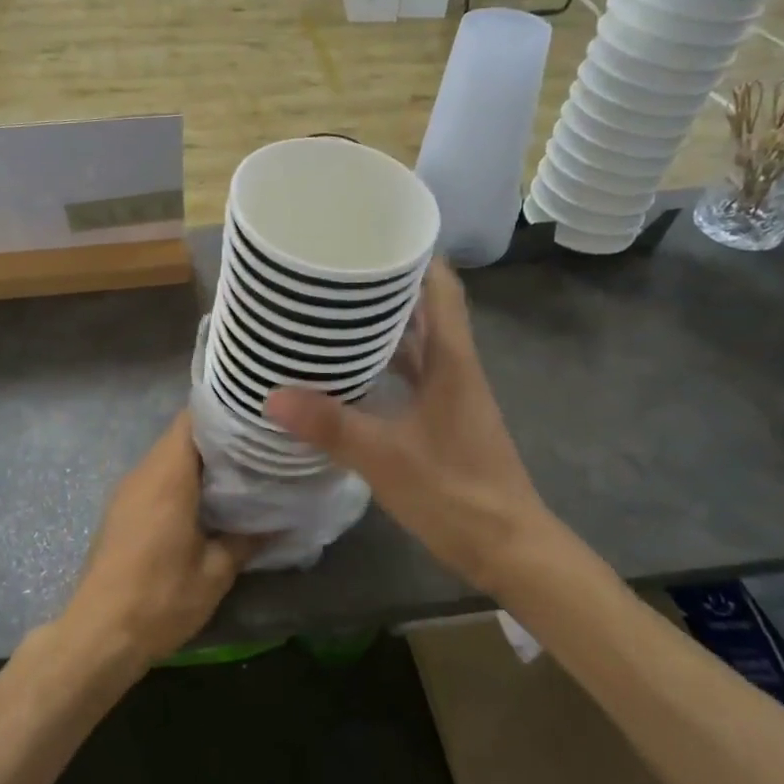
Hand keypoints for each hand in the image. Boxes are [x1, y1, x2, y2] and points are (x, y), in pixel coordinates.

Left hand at [57, 412, 257, 672]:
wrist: (98, 635)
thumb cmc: (160, 599)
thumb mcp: (215, 573)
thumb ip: (246, 539)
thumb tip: (279, 521)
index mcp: (168, 477)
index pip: (192, 419)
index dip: (223, 412)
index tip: (254, 417)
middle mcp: (144, 473)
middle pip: (181, 436)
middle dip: (219, 437)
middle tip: (259, 446)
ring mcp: (127, 491)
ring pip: (167, 457)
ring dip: (200, 460)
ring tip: (241, 471)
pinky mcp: (121, 511)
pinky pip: (155, 478)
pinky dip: (181, 479)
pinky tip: (207, 500)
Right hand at [266, 262, 547, 596]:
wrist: (509, 548)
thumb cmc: (456, 494)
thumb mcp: (386, 458)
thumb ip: (331, 426)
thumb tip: (273, 396)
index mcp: (451, 360)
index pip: (440, 287)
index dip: (413, 255)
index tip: (370, 235)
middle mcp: (454, 367)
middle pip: (423, 309)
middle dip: (384, 285)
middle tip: (332, 271)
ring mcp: (450, 395)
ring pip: (414, 344)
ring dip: (381, 325)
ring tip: (330, 311)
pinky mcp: (442, 420)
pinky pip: (409, 376)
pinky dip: (382, 364)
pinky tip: (347, 371)